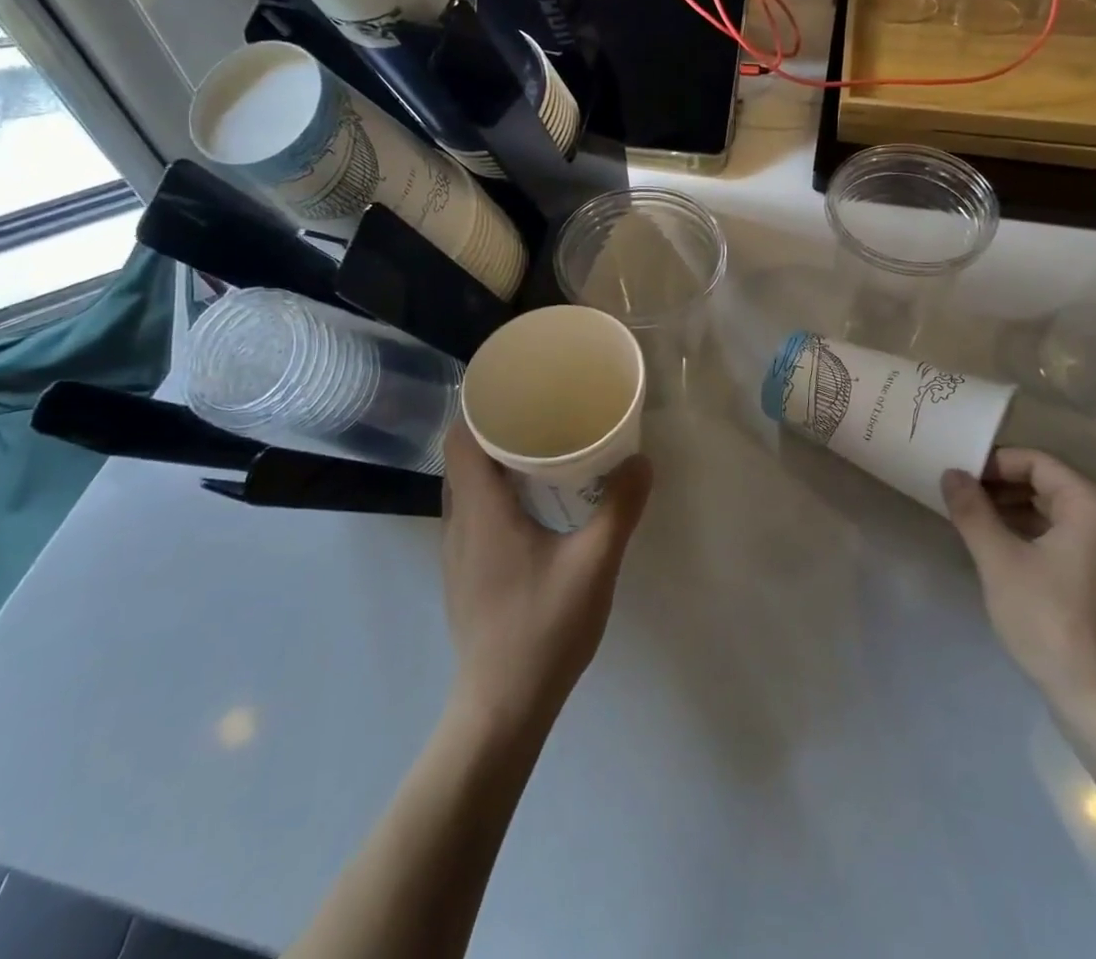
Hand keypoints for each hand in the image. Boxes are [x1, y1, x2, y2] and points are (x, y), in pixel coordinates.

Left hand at [439, 422, 652, 733]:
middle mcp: (458, 523)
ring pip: (464, 487)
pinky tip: (530, 506)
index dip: (481, 406)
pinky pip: (470, 513)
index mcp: (480, 510)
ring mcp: (455, 552)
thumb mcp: (594, 564)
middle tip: (541, 413)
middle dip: (495, 429)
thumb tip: (641, 461)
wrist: (501, 708)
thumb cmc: (543, 628)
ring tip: (538, 451)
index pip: (461, 437)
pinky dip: (492, 493)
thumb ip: (619, 509)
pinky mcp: (462, 575)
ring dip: (493, 463)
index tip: (517, 389)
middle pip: (462, 457)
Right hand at [940, 450, 1095, 754]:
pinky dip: (1030, 532)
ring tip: (970, 520)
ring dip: (1011, 509)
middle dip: (999, 486)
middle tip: (956, 497)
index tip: (955, 477)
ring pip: (1053, 509)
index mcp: (1094, 505)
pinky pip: (1064, 534)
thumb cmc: (1050, 621)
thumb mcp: (999, 560)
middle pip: (1047, 482)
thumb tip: (951, 473)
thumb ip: (972, 510)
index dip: (992, 463)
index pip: (1036, 462)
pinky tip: (998, 546)